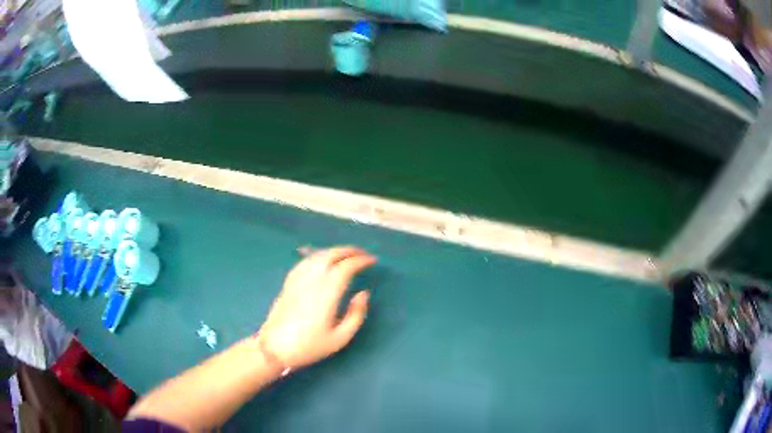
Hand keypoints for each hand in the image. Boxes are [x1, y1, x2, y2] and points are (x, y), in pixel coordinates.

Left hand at [259, 246, 375, 369]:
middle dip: (349, 250)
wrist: (275, 348)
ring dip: (334, 251)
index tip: (372, 261)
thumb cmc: (309, 346)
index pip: (345, 267)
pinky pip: (305, 262)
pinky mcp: (288, 283)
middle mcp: (312, 280)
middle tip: (362, 254)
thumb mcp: (340, 338)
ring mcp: (298, 279)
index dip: (360, 260)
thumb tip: (363, 294)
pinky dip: (319, 256)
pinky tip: (323, 261)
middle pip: (331, 255)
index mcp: (326, 293)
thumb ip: (356, 314)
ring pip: (317, 256)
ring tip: (346, 255)